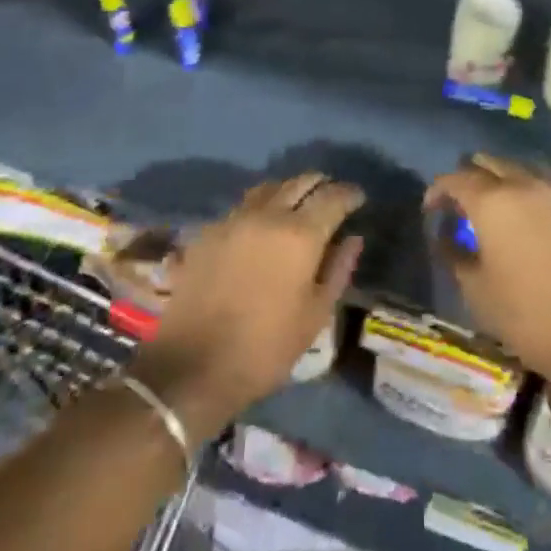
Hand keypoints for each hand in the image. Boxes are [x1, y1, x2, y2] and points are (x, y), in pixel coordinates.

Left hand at [132, 173, 363, 436]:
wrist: (191, 367)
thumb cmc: (264, 349)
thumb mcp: (314, 317)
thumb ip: (337, 270)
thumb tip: (353, 238)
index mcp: (300, 234)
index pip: (333, 197)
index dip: (350, 194)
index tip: (359, 198)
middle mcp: (268, 215)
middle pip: (300, 182)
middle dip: (321, 185)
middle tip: (331, 198)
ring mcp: (234, 219)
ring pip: (269, 188)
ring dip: (289, 191)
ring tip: (297, 206)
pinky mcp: (208, 232)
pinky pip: (242, 207)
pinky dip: (260, 207)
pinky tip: (261, 227)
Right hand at [425, 153, 550, 379]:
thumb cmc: (528, 315)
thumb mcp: (476, 291)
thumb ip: (454, 254)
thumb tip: (445, 236)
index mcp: (493, 201)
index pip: (455, 179)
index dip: (438, 191)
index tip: (432, 209)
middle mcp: (526, 185)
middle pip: (491, 164)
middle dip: (472, 177)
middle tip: (464, 204)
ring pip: (525, 172)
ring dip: (507, 184)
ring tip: (502, 210)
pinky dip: (537, 201)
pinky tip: (538, 227)